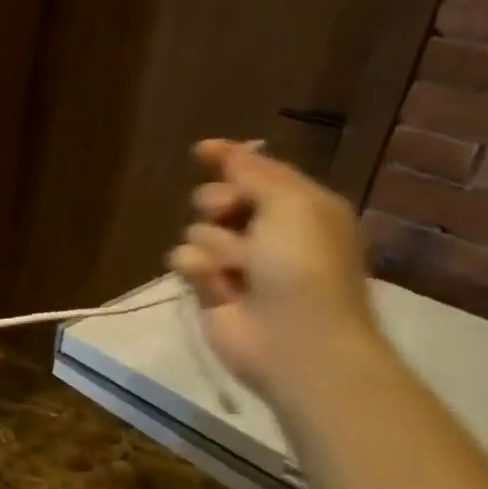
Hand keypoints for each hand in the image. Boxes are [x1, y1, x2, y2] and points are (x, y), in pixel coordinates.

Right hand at [167, 140, 386, 403]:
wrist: (296, 340)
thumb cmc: (304, 266)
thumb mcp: (293, 205)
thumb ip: (254, 172)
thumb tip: (222, 148)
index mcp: (297, 207)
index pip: (256, 172)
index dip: (229, 159)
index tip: (200, 150)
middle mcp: (265, 231)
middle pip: (216, 198)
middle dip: (218, 203)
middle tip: (230, 215)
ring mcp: (234, 262)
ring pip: (195, 231)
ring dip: (213, 246)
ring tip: (236, 270)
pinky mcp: (207, 288)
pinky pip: (183, 262)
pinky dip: (198, 271)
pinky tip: (217, 287)